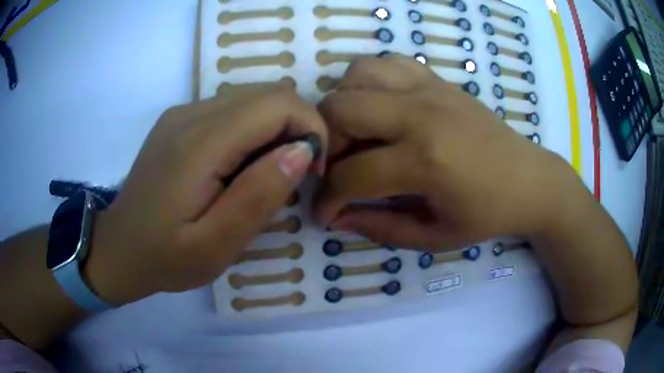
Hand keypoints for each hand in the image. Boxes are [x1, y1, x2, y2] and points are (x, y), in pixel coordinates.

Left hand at [87, 84, 327, 304]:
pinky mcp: (179, 121)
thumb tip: (302, 151)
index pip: (277, 104)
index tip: (312, 170)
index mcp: (198, 143)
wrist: (119, 249)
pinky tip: (238, 167)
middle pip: (268, 94)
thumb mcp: (216, 246)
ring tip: (265, 174)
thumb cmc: (165, 257)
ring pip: (252, 98)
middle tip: (292, 175)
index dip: (310, 129)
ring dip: (274, 129)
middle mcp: (190, 114)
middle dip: (297, 127)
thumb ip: (259, 196)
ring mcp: (182, 113)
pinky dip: (252, 130)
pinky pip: (232, 109)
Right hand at [314, 55, 568, 250]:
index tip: (324, 213)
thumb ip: (380, 227)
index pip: (350, 175)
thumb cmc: (487, 214)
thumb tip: (337, 219)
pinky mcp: (437, 79)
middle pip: (340, 108)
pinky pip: (387, 62)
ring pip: (356, 74)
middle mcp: (421, 113)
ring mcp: (429, 88)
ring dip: (344, 105)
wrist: (529, 179)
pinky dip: (370, 81)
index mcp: (425, 161)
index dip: (327, 200)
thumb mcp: (434, 236)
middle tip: (339, 168)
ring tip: (358, 134)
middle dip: (326, 144)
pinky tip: (381, 108)